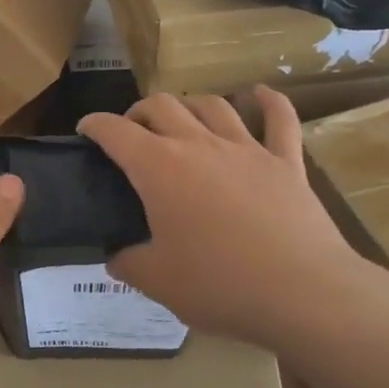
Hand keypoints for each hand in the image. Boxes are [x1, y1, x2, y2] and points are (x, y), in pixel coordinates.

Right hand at [78, 88, 369, 348]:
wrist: (303, 293)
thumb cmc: (219, 285)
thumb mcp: (156, 281)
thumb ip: (127, 262)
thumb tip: (116, 256)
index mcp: (158, 168)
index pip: (115, 131)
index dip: (94, 125)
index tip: (85, 130)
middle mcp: (198, 145)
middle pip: (162, 105)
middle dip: (139, 111)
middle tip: (133, 132)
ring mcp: (246, 149)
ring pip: (212, 105)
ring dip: (190, 105)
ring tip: (182, 118)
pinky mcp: (286, 162)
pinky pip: (280, 120)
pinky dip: (269, 102)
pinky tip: (260, 94)